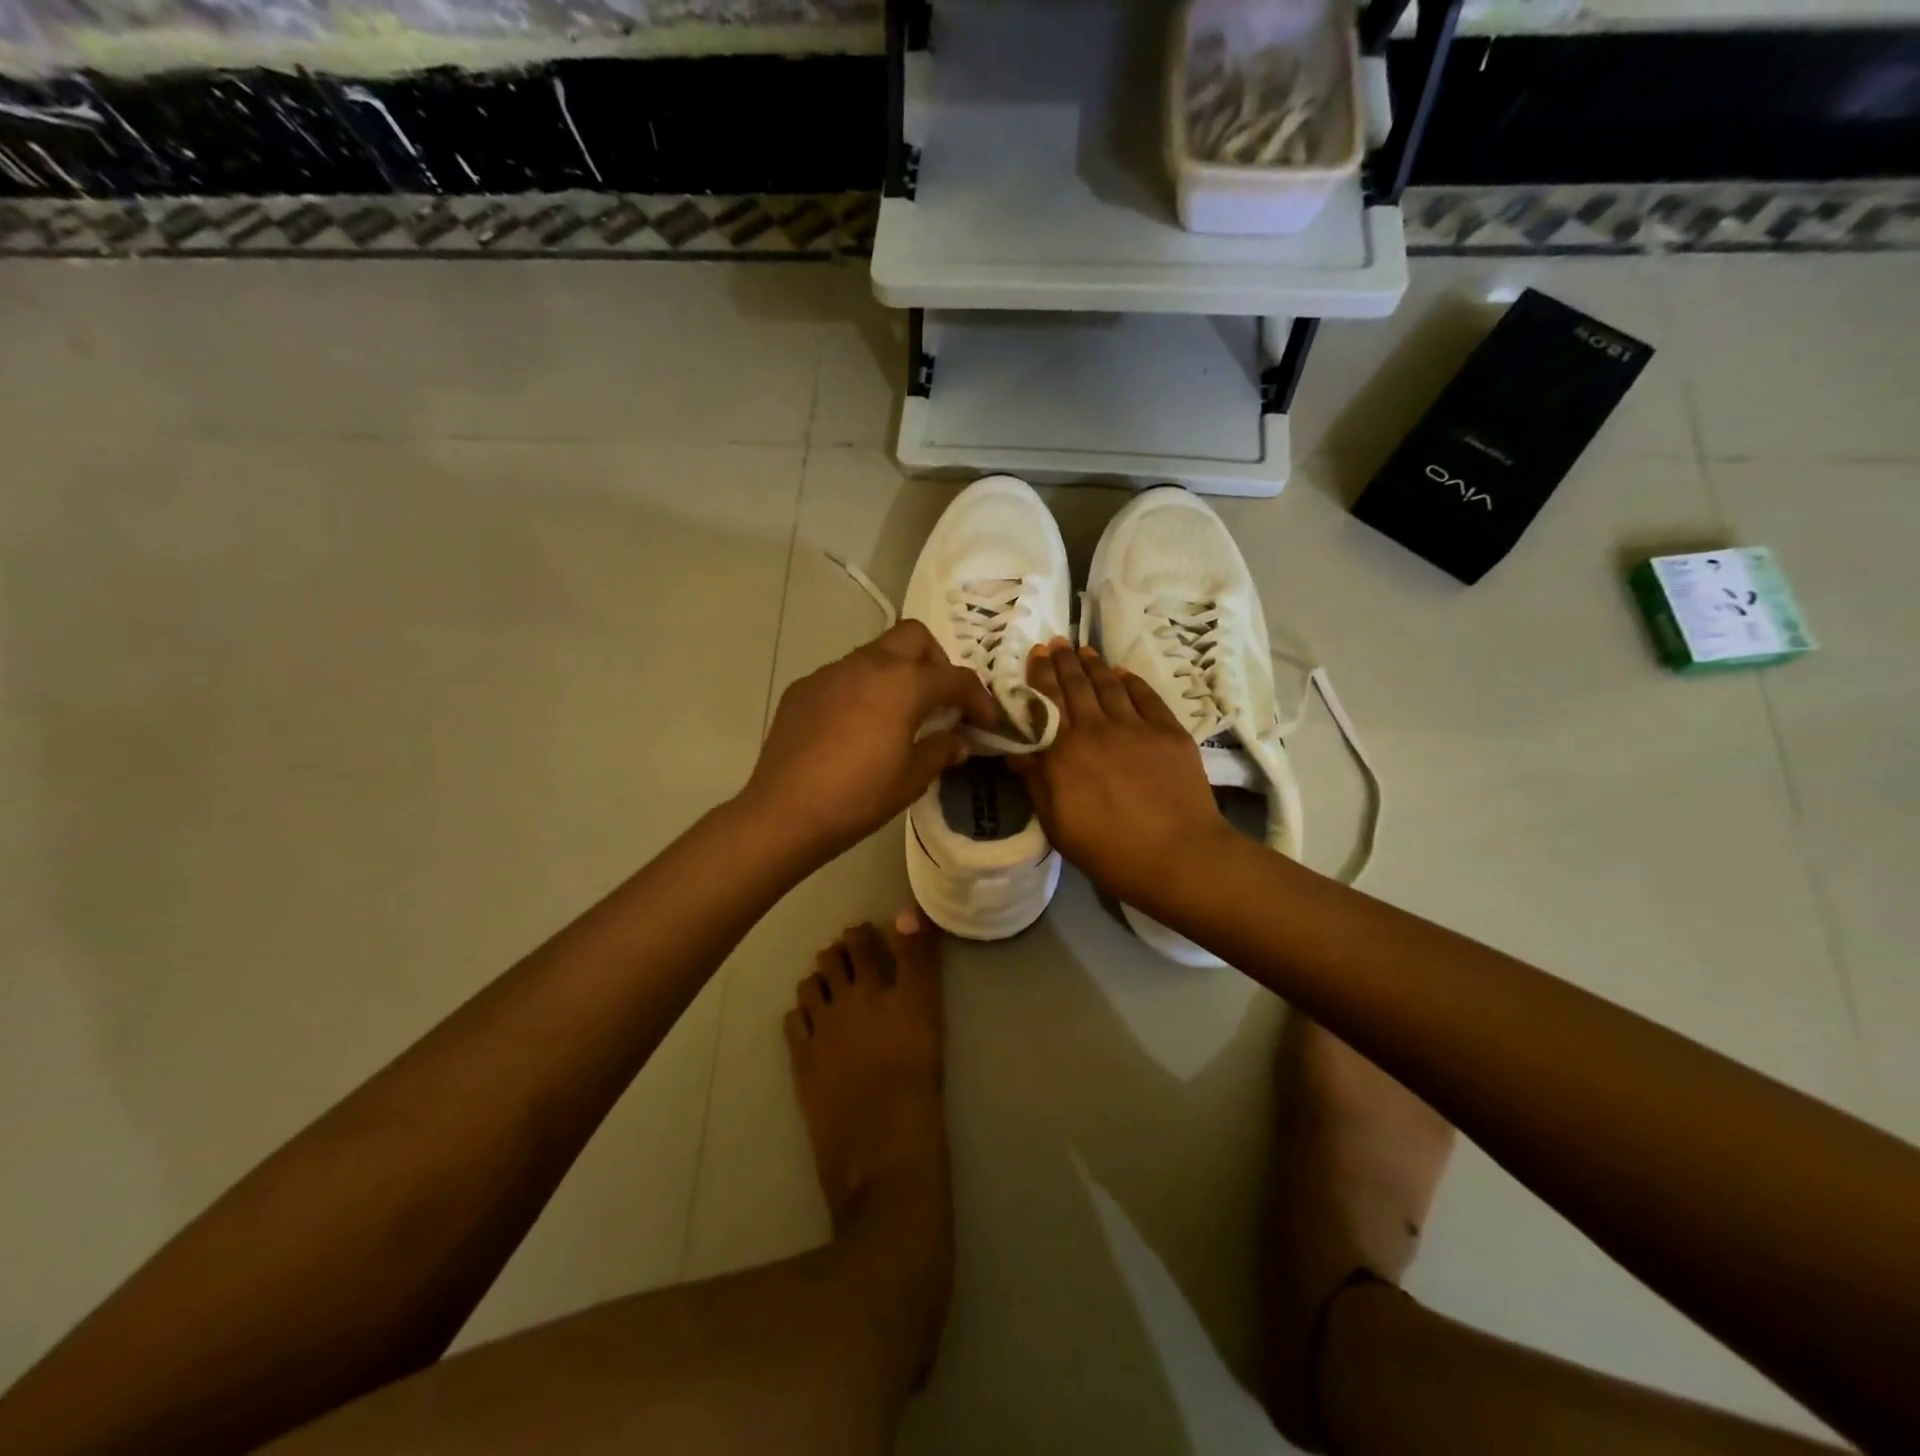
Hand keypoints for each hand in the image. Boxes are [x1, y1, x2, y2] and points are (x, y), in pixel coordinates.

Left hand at [743, 620, 999, 862]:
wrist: (785, 812)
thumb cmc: (859, 796)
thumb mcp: (912, 778)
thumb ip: (941, 750)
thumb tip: (958, 741)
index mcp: (903, 683)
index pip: (955, 678)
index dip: (979, 698)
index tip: (987, 721)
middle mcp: (868, 665)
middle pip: (913, 637)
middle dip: (936, 661)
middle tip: (940, 699)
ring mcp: (831, 673)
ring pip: (875, 653)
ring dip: (896, 673)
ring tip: (898, 714)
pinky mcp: (803, 688)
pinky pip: (843, 676)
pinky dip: (861, 689)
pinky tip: (856, 727)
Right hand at [1009, 640, 1233, 908]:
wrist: (1177, 856)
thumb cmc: (1108, 850)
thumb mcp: (1057, 824)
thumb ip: (1036, 782)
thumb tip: (1016, 751)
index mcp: (1064, 752)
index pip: (1045, 703)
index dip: (1039, 676)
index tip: (1034, 655)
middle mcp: (1097, 729)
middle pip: (1076, 686)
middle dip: (1063, 662)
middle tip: (1055, 642)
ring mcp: (1136, 727)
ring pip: (1110, 686)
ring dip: (1094, 665)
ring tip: (1084, 651)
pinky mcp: (1169, 732)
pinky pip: (1147, 697)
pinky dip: (1132, 682)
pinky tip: (1124, 673)